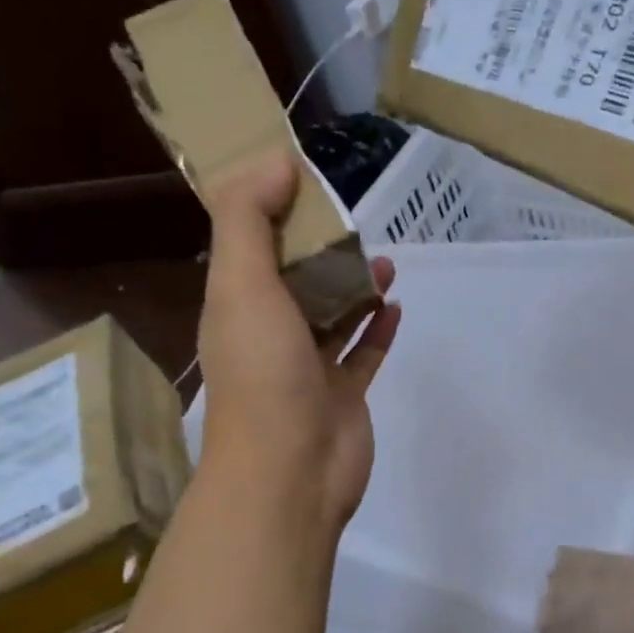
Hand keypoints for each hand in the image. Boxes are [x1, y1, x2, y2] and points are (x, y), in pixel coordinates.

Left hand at [195, 155, 399, 528]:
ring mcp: (309, 368)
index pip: (248, 245)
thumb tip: (276, 160)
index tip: (299, 176)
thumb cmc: (263, 374)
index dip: (269, 209)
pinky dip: (378, 329)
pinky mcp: (344, 395)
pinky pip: (364, 354)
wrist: (291, 472)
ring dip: (355, 287)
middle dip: (321, 249)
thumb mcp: (242, 285)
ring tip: (383, 261)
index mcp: (237, 306)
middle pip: (295, 279)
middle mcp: (269, 334)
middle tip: (352, 220)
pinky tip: (395, 305)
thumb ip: (250, 219)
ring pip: (333, 316)